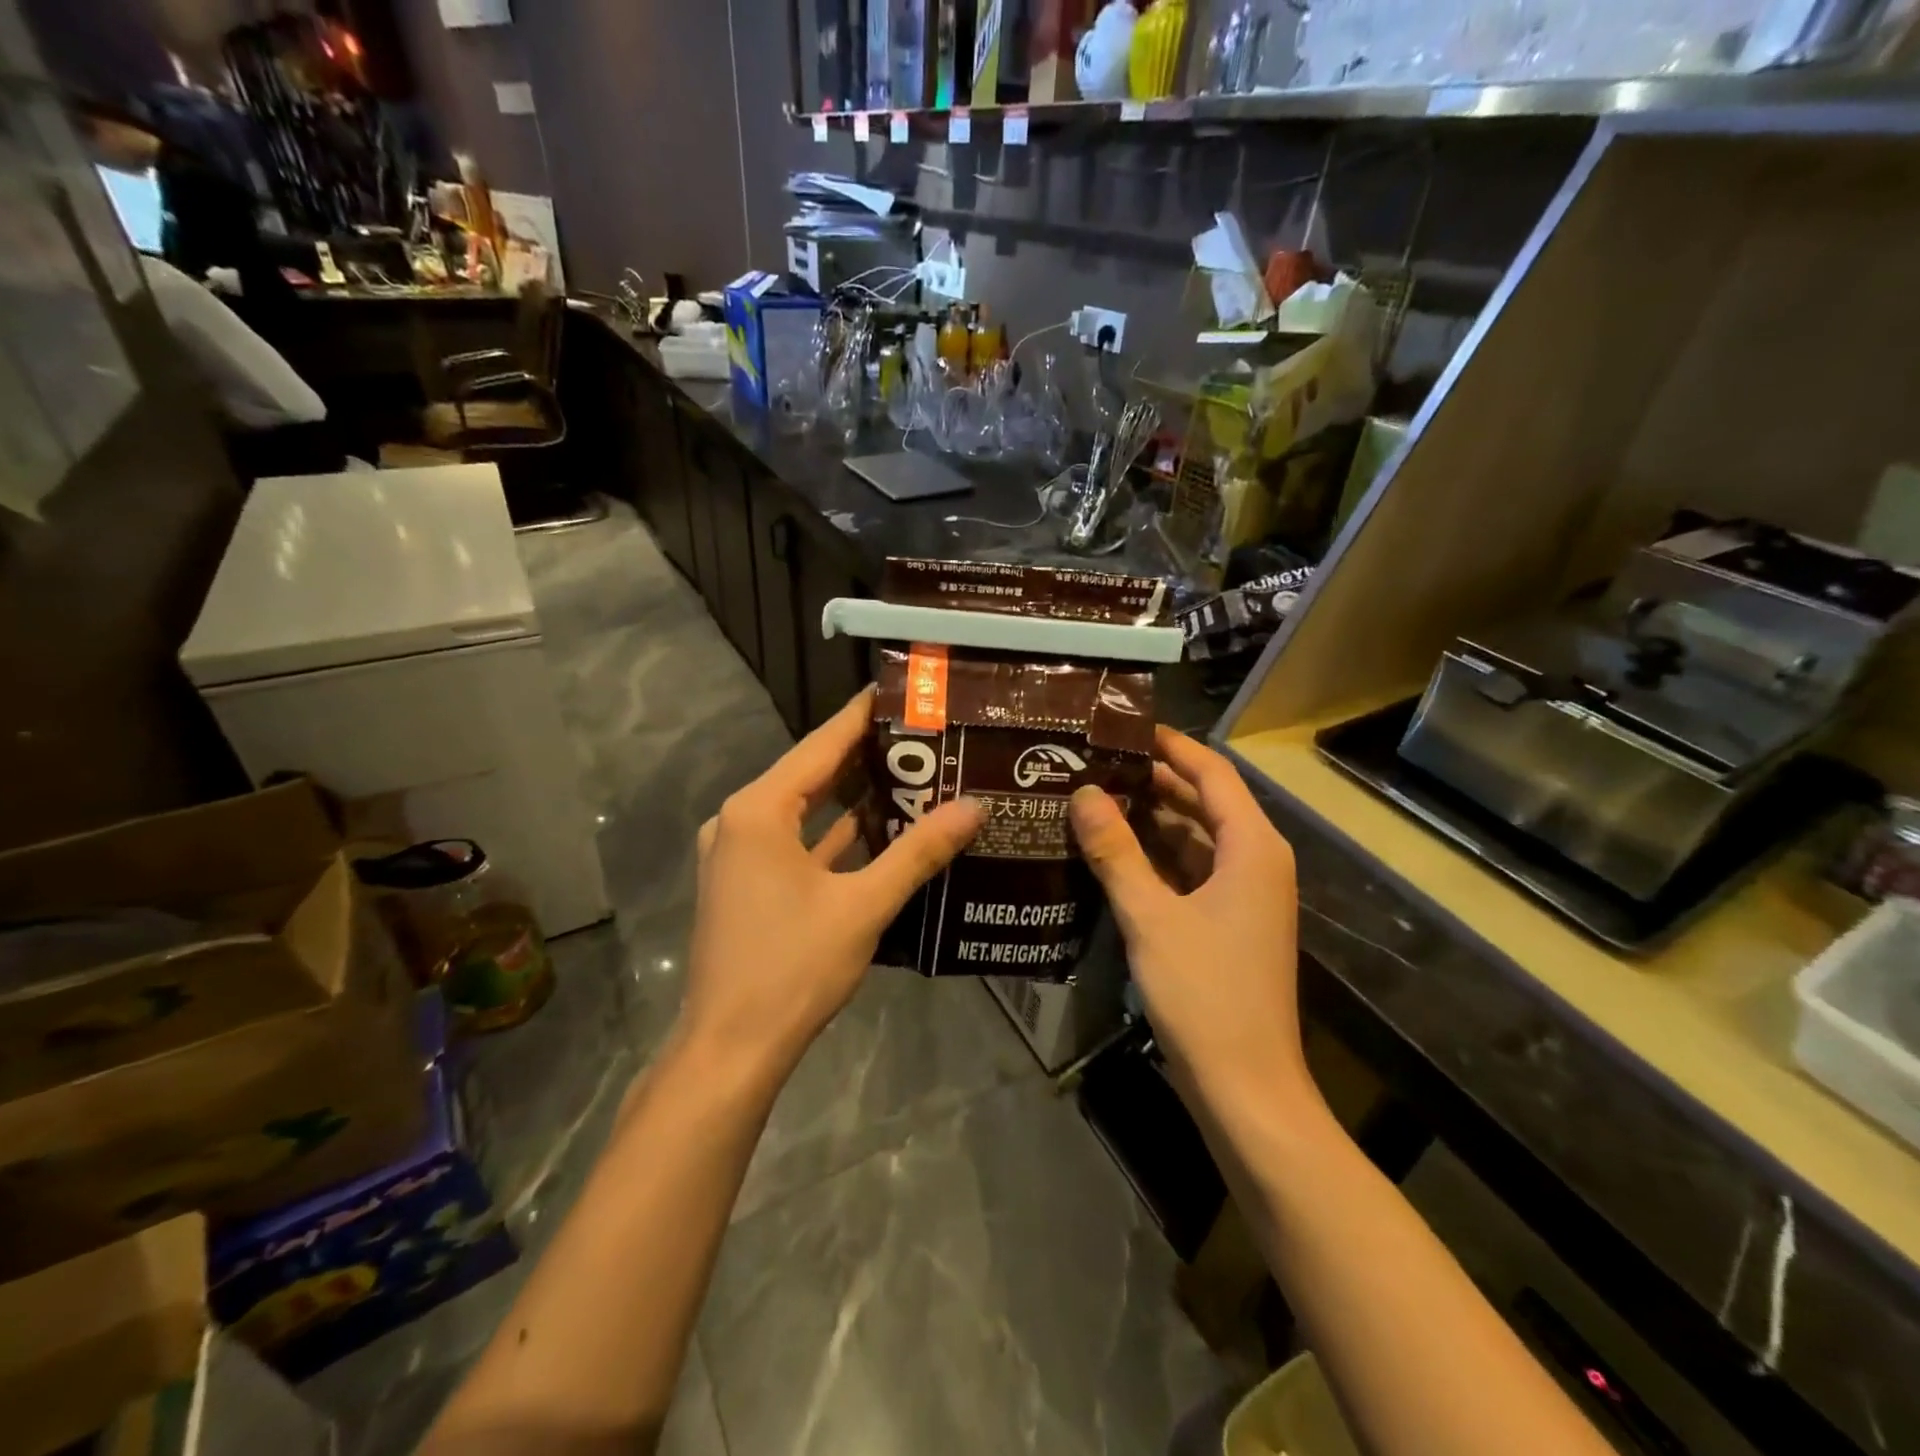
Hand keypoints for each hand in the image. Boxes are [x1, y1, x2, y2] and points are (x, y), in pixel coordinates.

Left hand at [681, 689, 984, 1079]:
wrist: (731, 1049)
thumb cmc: (793, 967)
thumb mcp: (863, 905)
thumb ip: (919, 851)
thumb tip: (974, 807)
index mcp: (758, 810)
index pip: (821, 745)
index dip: (862, 716)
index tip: (902, 692)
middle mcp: (740, 821)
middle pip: (812, 773)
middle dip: (865, 756)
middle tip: (922, 735)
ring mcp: (737, 854)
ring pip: (804, 810)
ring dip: (851, 797)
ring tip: (911, 774)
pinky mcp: (744, 883)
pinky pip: (796, 842)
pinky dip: (833, 835)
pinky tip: (879, 830)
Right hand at [1069, 728, 1309, 1103]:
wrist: (1246, 1087)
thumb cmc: (1204, 993)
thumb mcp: (1150, 916)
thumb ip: (1115, 851)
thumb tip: (1085, 793)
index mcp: (1252, 848)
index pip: (1212, 774)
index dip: (1172, 746)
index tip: (1125, 727)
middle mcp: (1256, 862)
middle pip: (1205, 803)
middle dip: (1155, 781)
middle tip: (1097, 762)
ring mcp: (1246, 895)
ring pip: (1196, 839)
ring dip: (1152, 820)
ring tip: (1096, 798)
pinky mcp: (1230, 923)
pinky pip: (1192, 871)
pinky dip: (1157, 857)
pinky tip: (1114, 854)